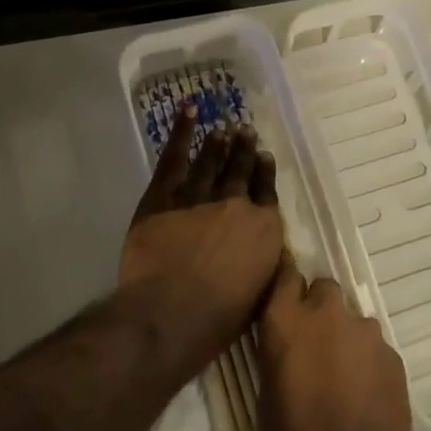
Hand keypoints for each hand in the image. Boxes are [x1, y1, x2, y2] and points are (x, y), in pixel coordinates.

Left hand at [120, 105, 283, 373]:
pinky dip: (182, 133)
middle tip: (245, 131)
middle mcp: (236, 204)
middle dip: (244, 150)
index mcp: (264, 229)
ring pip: (211, 162)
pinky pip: (175, 158)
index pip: (267, 192)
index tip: (264, 156)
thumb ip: (264, 265)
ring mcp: (199, 196)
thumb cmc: (219, 317)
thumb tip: (266, 251)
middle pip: (241, 171)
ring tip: (222, 130)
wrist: (172, 312)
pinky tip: (189, 113)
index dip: (265, 173)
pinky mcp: (164, 196)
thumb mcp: (258, 294)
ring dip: (218, 144)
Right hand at [258, 259, 412, 430]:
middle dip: (321, 309)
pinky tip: (366, 398)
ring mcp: (366, 333)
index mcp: (287, 320)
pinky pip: (377, 349)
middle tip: (316, 345)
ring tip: (344, 379)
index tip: (287, 296)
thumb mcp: (267, 392)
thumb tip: (290, 347)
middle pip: (326, 289)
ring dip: (348, 339)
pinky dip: (370, 364)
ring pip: (355, 321)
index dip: (288, 284)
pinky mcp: (394, 356)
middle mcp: (327, 314)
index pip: (286, 274)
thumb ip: (280, 352)